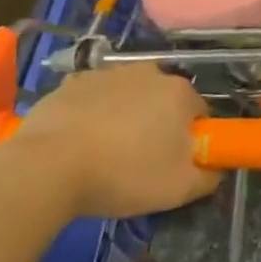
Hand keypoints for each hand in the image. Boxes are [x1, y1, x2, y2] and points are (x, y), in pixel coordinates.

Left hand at [0, 63, 219, 219]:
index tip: (175, 162)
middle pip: (163, 100)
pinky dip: (91, 115)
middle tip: (141, 160)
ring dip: (125, 118)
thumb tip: (215, 167)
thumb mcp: (180, 189)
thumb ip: (209, 176)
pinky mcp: (71, 83)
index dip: (190, 138)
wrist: (45, 169)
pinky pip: (93, 99)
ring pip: (128, 97)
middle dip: (158, 124)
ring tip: (105, 154)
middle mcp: (149, 72)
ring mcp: (107, 74)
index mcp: (179, 92)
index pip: (199, 112)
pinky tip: (78, 144)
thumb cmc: (122, 174)